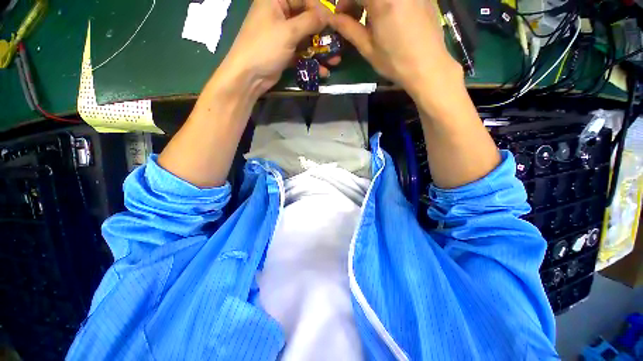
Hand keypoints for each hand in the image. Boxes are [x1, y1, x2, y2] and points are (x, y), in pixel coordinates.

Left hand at [218, 0, 331, 97]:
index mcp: (276, 0)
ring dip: (320, 50)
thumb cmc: (265, 47)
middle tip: (337, 42)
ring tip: (335, 61)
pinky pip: (302, 53)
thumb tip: (327, 14)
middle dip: (323, 33)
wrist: (249, 76)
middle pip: (306, 19)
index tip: (334, 21)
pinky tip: (323, 71)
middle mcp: (280, 15)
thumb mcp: (288, 31)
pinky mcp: (285, 53)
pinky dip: (312, 62)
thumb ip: (309, 21)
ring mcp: (283, 36)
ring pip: (306, 39)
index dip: (320, 9)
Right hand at [330, 0, 461, 99]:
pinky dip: (387, 3)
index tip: (340, 16)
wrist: (427, 66)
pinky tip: (388, 16)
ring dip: (371, 3)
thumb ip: (349, 29)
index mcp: (382, 0)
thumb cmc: (394, 61)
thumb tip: (332, 18)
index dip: (343, 2)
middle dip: (357, 1)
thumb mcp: (368, 48)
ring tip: (371, 19)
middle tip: (354, 17)